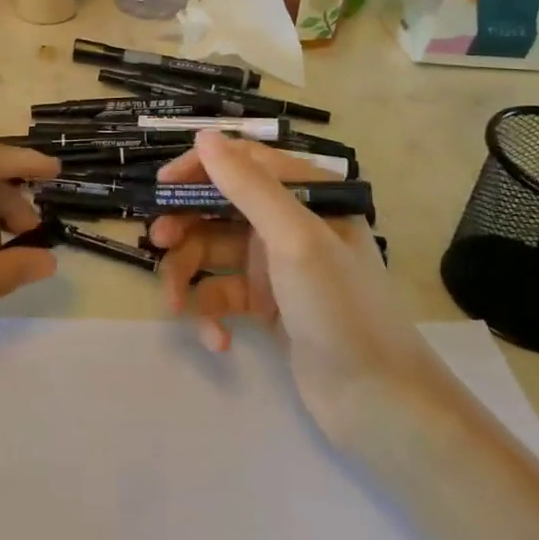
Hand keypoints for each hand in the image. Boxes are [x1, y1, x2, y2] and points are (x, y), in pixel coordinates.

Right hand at [151, 132, 446, 435]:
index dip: (198, 170)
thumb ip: (248, 186)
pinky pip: (222, 293)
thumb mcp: (294, 239)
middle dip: (185, 227)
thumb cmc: (340, 308)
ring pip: (212, 252)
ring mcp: (276, 264)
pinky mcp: (267, 303)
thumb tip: (205, 136)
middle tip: (159, 243)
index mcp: (306, 195)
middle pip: (218, 208)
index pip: (242, 162)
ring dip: (189, 276)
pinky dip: (212, 314)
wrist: (379, 403)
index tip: (163, 189)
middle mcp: (289, 222)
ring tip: (176, 306)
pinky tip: (218, 341)